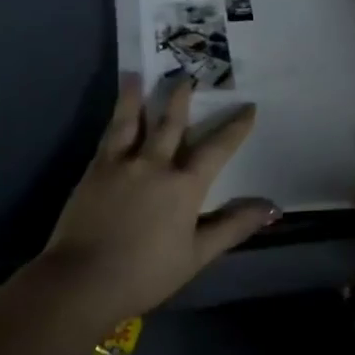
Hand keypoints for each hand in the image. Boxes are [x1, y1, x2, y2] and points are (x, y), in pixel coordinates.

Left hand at [42, 75, 277, 329]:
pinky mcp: (93, 171)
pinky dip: (114, 119)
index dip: (235, 127)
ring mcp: (120, 164)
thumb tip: (271, 207)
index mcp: (184, 186)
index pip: (217, 149)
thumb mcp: (197, 255)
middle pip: (171, 123)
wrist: (83, 279)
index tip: (248, 107)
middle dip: (181, 98)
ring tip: (136, 75)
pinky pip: (108, 136)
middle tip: (187, 75)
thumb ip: (232, 227)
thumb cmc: (146, 273)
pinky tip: (114, 115)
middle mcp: (154, 164)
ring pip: (132, 120)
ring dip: (136, 96)